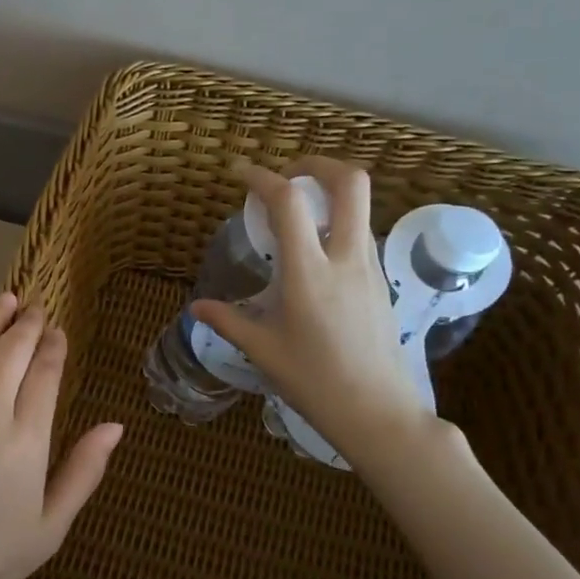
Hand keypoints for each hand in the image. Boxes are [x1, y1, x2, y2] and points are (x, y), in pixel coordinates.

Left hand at [0, 293, 123, 578]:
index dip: (53, 345)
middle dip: (27, 324)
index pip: (44, 371)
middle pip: (10, 348)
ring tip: (5, 302)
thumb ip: (84, 471)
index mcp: (24, 438)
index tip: (57, 331)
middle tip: (36, 309)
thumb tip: (114, 425)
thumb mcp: (49, 528)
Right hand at [191, 158, 428, 464]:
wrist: (378, 413)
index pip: (289, 203)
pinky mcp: (381, 282)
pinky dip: (338, 222)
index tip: (240, 174)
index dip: (262, 177)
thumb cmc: (315, 382)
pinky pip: (362, 233)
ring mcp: (371, 268)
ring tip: (296, 214)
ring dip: (329, 194)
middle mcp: (346, 258)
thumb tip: (197, 308)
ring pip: (361, 206)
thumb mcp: (263, 351)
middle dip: (316, 165)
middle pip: (350, 182)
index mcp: (310, 273)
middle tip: (285, 177)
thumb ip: (228, 321)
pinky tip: (315, 252)